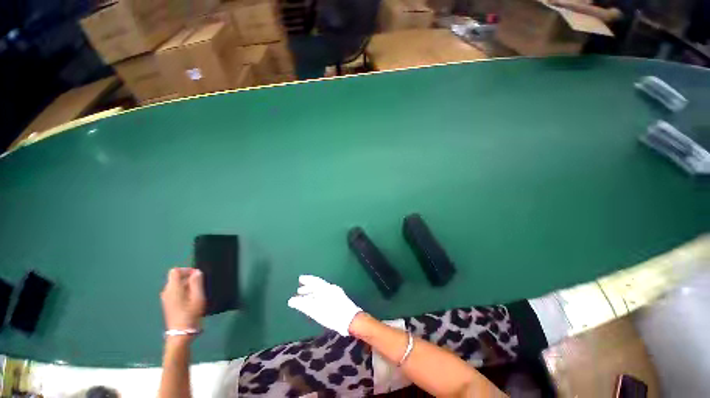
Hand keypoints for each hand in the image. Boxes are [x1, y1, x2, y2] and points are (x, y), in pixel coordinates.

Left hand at [161, 268, 205, 331]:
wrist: (180, 334)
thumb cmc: (190, 313)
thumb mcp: (198, 296)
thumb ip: (197, 282)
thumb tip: (196, 272)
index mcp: (173, 288)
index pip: (175, 271)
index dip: (187, 270)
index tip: (197, 275)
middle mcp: (166, 292)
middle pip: (176, 278)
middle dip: (188, 278)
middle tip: (201, 285)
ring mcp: (166, 299)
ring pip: (176, 286)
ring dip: (187, 286)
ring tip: (197, 293)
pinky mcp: (168, 305)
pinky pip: (175, 292)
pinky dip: (183, 292)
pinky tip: (191, 300)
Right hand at [287, 275, 362, 335]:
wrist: (350, 319)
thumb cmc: (331, 313)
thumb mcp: (315, 310)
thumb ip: (303, 304)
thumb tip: (291, 300)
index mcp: (325, 288)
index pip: (315, 280)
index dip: (307, 279)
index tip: (300, 279)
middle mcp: (331, 288)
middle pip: (318, 285)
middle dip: (308, 287)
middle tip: (299, 291)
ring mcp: (336, 293)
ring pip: (322, 290)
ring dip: (313, 293)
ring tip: (306, 298)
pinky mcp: (339, 299)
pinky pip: (326, 294)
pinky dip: (319, 296)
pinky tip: (316, 303)